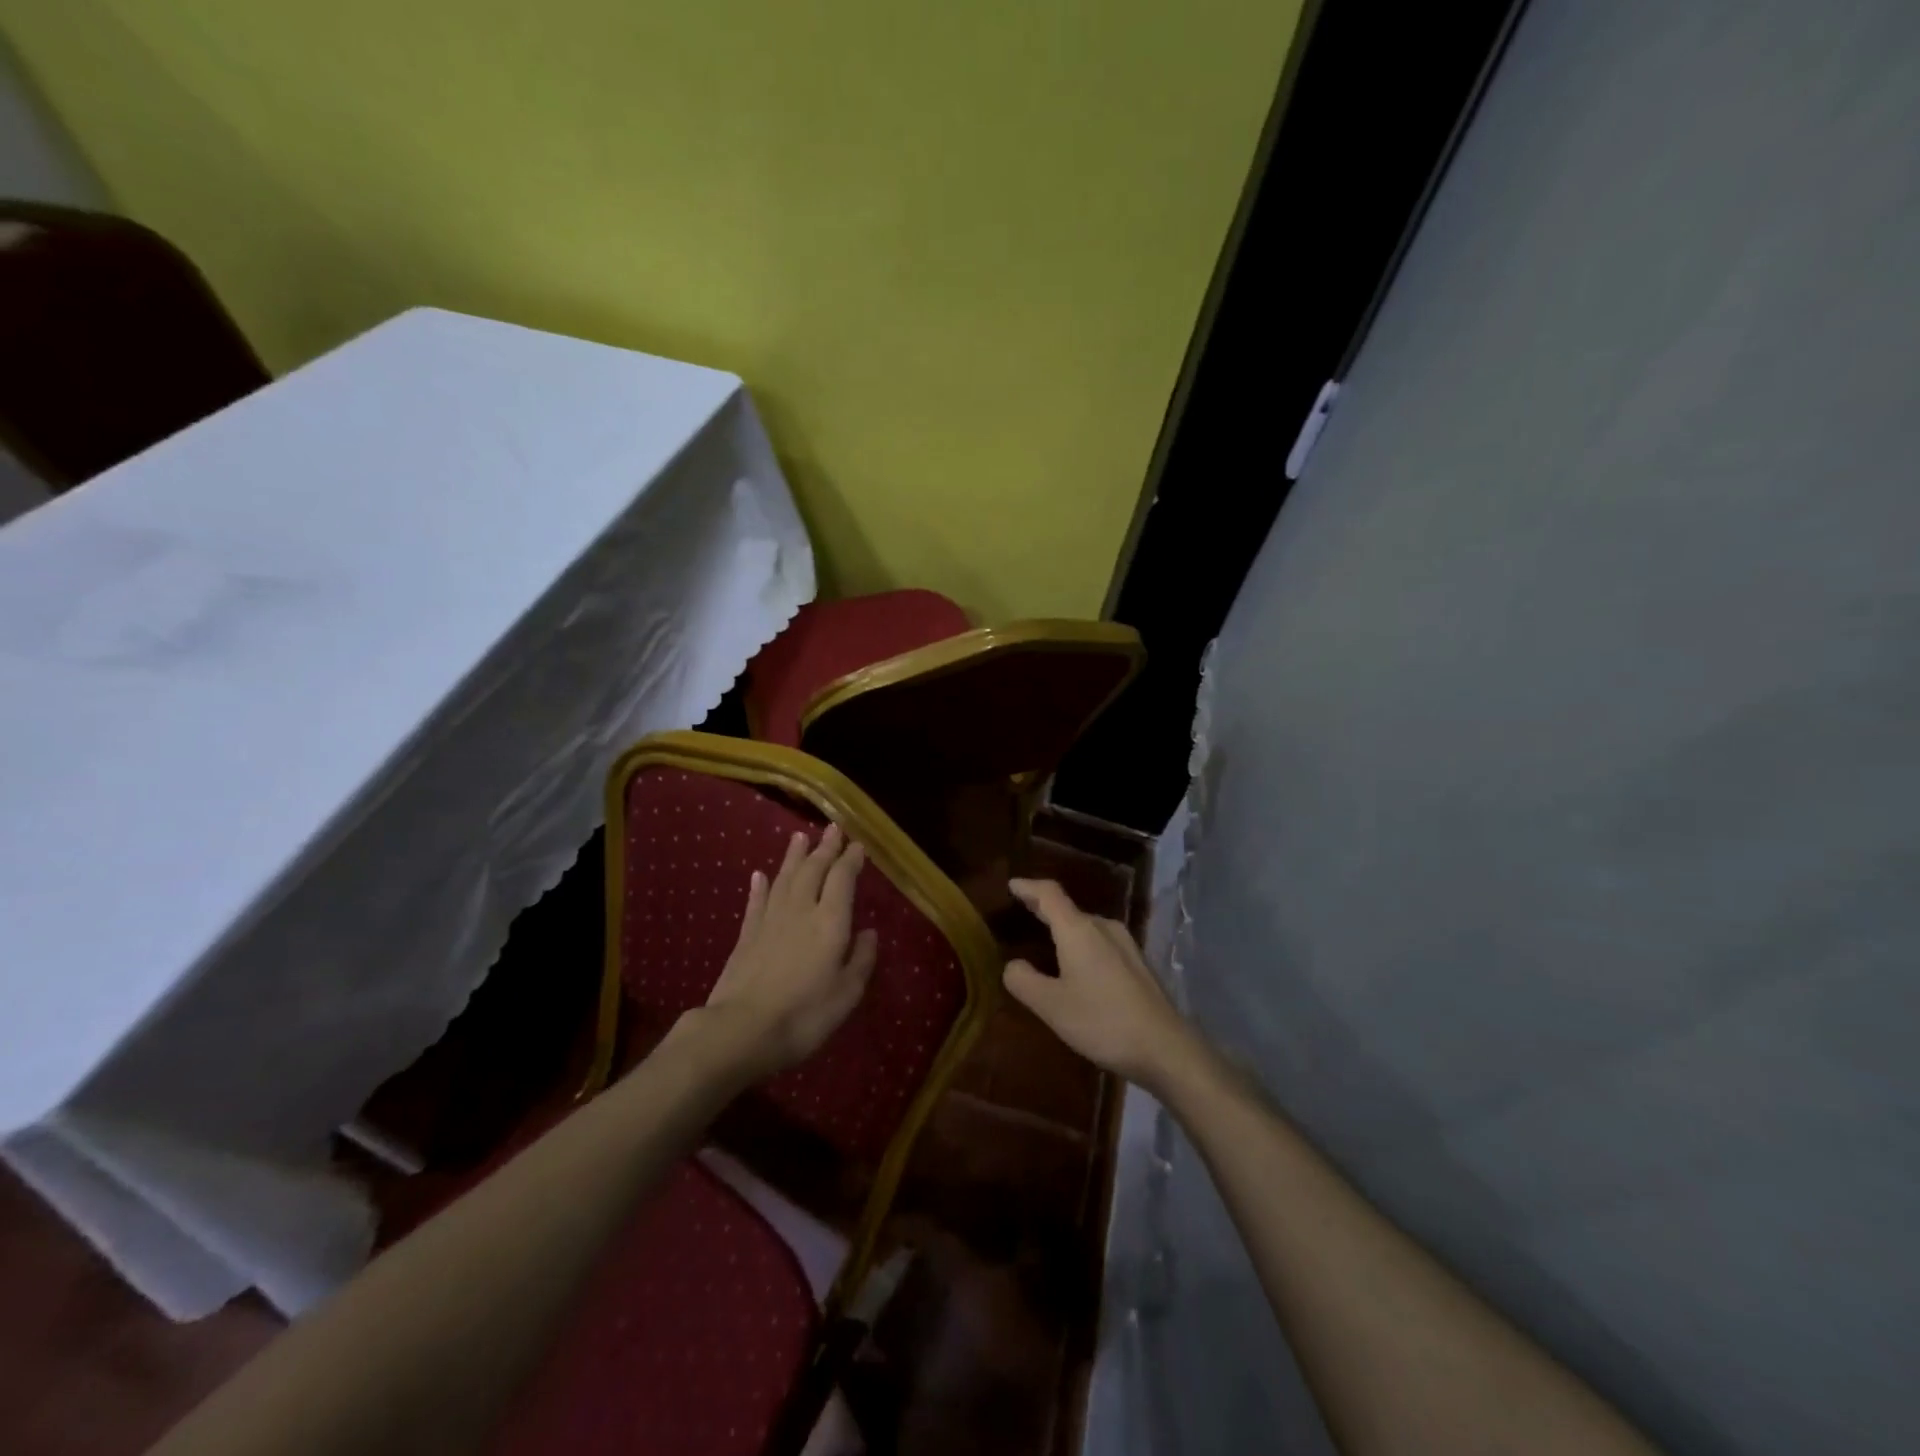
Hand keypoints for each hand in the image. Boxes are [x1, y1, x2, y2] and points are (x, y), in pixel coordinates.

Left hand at [698, 823, 877, 1078]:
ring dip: (793, 856)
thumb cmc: (804, 1015)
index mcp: (830, 921)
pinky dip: (760, 886)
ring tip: (799, 836)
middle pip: (813, 870)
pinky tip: (760, 874)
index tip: (857, 845)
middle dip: (825, 847)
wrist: (741, 1031)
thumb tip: (869, 933)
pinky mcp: (746, 936)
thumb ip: (861, 959)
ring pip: (784, 878)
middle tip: (832, 828)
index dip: (850, 859)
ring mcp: (770, 920)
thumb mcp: (846, 994)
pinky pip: (756, 902)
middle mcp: (800, 910)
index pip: (842, 879)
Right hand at [1003, 878, 1201, 1092]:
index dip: (1028, 887)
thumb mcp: (1052, 1006)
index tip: (1011, 885)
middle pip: (1068, 909)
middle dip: (1043, 908)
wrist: (1165, 1048)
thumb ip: (1024, 981)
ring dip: (1064, 928)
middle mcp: (1104, 928)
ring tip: (1045, 939)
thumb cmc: (1103, 1021)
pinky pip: (1100, 942)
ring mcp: (1126, 944)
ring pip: (1086, 927)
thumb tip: (1012, 965)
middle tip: (1021, 911)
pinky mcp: (1138, 964)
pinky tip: (1077, 965)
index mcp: (1079, 930)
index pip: (1049, 894)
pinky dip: (1081, 944)